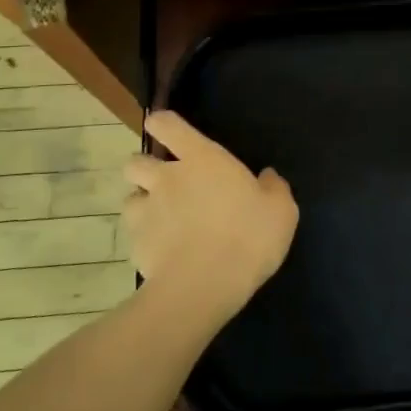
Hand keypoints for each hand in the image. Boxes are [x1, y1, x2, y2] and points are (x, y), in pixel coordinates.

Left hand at [122, 111, 298, 326]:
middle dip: (145, 168)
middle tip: (167, 184)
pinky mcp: (135, 246)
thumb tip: (267, 176)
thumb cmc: (248, 236)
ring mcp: (146, 212)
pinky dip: (145, 239)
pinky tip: (163, 253)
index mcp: (202, 159)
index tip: (166, 128)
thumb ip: (273, 188)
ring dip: (142, 204)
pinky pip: (134, 235)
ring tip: (162, 221)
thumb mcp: (280, 210)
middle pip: (135, 162)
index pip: (168, 125)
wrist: (204, 286)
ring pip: (129, 198)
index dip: (163, 123)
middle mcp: (167, 179)